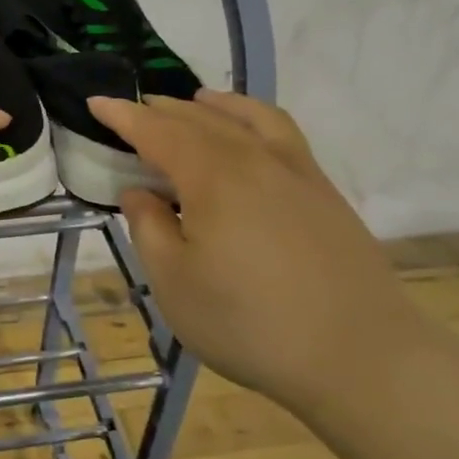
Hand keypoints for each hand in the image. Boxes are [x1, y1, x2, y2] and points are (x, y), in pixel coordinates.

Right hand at [89, 90, 414, 409]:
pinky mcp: (324, 191)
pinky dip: (254, 118)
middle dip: (160, 110)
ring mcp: (296, 171)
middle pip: (199, 120)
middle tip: (133, 111)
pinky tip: (250, 133)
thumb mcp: (175, 283)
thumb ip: (149, 228)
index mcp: (212, 177)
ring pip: (246, 118)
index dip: (124, 116)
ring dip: (211, 106)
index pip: (157, 131)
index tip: (96, 102)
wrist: (361, 357)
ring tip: (193, 102)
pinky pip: (281, 133)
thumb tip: (139, 192)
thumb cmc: (250, 323)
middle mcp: (254, 159)